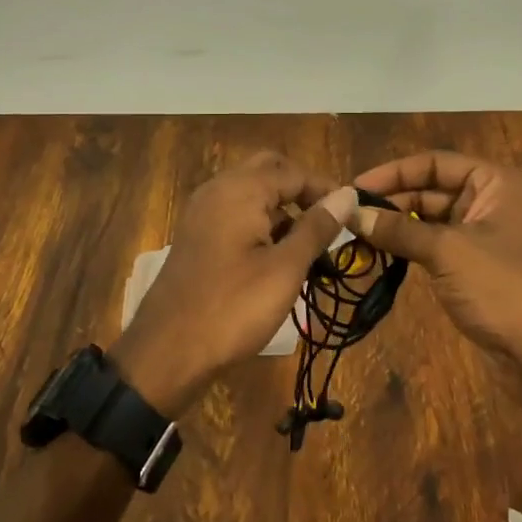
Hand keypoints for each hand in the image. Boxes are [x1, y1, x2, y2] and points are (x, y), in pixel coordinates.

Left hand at [110, 152, 357, 417]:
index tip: (354, 215)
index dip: (326, 189)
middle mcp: (218, 189)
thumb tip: (346, 194)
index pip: (294, 172)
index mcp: (240, 189)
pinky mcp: (197, 234)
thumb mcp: (285, 269)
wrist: (167, 350)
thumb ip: (317, 227)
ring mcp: (202, 211)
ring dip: (282, 208)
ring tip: (310, 245)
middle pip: (269, 171)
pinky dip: (260, 222)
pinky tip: (277, 256)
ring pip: (251, 192)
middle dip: (301, 191)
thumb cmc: (233, 308)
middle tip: (329, 223)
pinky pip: (235, 212)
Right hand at [351, 150, 521, 367]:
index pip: (435, 163)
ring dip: (397, 225)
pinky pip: (436, 243)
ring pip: (431, 218)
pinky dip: (409, 246)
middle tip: (349, 215)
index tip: (355, 187)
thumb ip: (397, 229)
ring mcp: (485, 233)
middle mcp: (492, 199)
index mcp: (496, 182)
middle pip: (432, 189)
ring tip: (356, 234)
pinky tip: (379, 252)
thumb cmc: (500, 287)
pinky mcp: (476, 262)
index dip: (394, 173)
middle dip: (392, 201)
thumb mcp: (445, 251)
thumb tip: (350, 214)